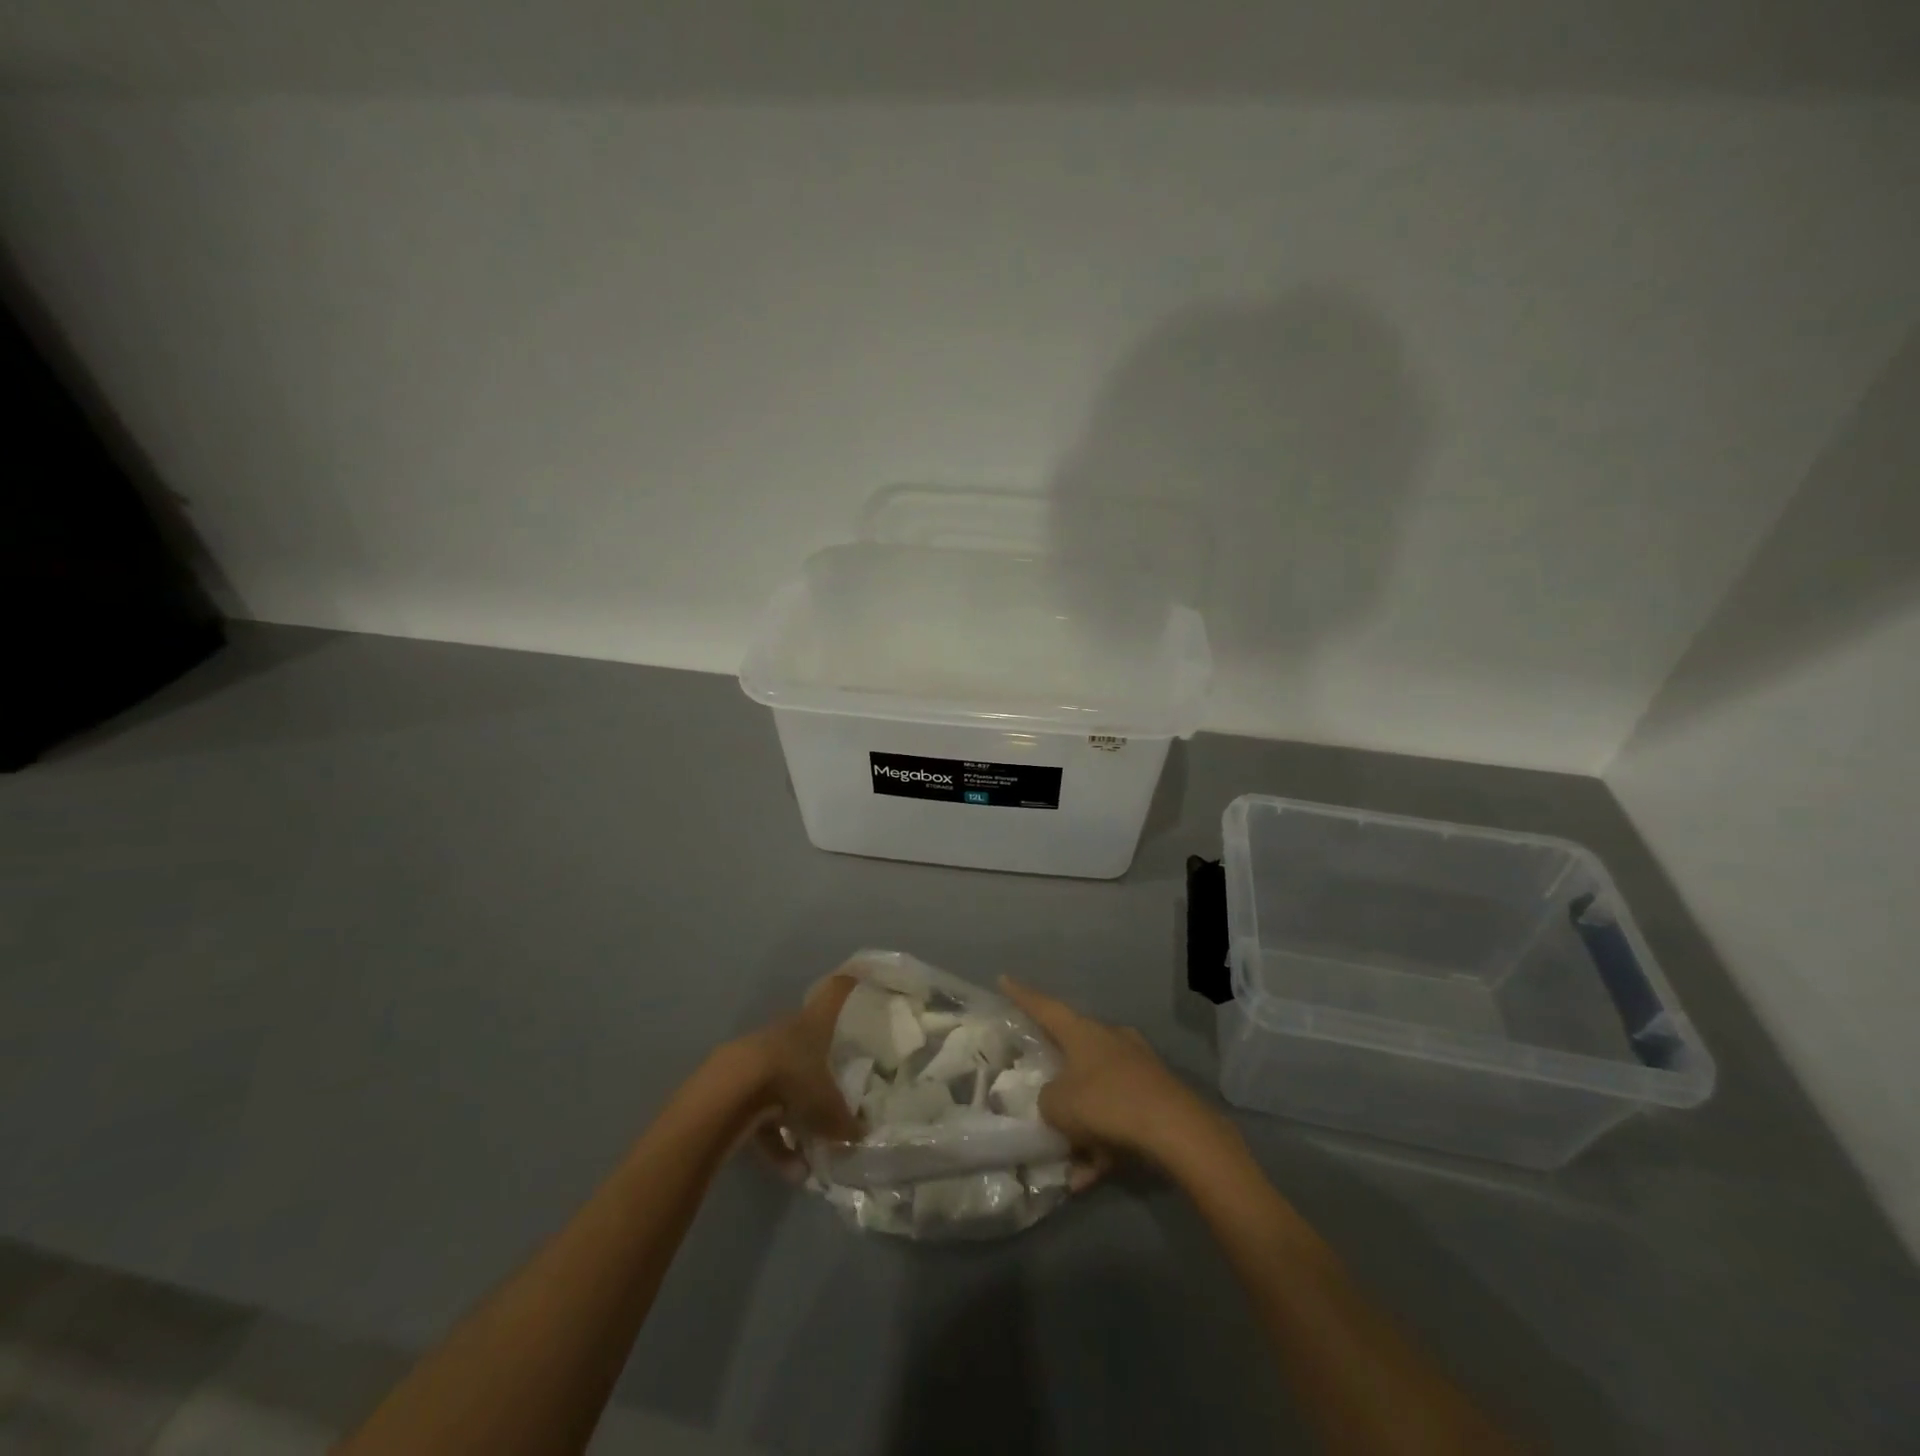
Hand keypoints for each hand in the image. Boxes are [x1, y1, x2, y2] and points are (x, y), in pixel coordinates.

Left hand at [732, 974, 862, 1179]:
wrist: (731, 1092)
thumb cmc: (793, 1082)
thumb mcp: (829, 1108)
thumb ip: (847, 1123)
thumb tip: (862, 1134)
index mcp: (814, 1024)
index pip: (836, 992)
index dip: (848, 984)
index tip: (859, 976)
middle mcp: (786, 1032)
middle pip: (807, 1040)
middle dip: (819, 1065)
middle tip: (835, 1090)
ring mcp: (757, 1054)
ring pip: (782, 1082)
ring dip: (795, 1117)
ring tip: (808, 1157)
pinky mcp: (733, 1082)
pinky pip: (760, 1111)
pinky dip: (773, 1139)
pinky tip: (787, 1169)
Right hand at [1000, 977, 1223, 1172]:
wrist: (1175, 1130)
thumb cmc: (1107, 1103)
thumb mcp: (1058, 1105)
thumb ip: (1047, 1100)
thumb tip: (1055, 1100)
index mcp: (1083, 1031)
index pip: (1044, 1007)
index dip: (1021, 995)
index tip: (1003, 979)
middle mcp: (1110, 1040)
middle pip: (1074, 1051)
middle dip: (1057, 1075)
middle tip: (1041, 1091)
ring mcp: (1136, 1067)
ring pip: (1097, 1092)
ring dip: (1081, 1125)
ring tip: (1066, 1162)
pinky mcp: (1155, 1097)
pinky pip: (1118, 1119)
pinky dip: (1102, 1145)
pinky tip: (1088, 1178)